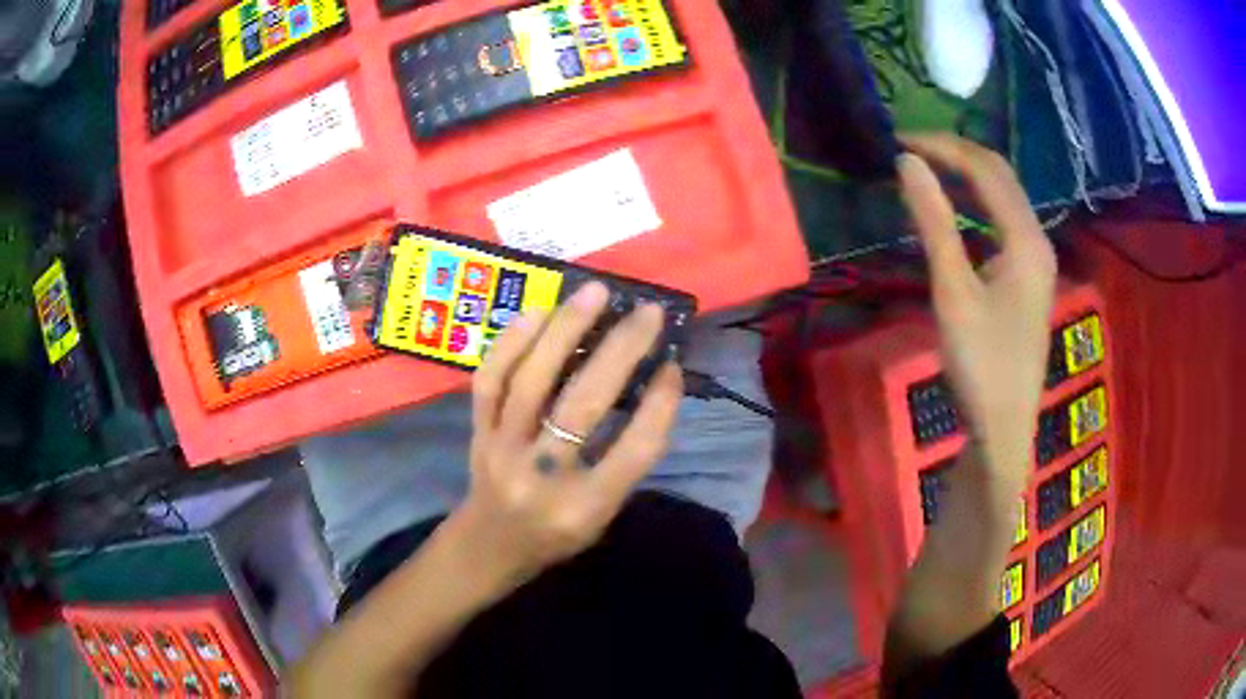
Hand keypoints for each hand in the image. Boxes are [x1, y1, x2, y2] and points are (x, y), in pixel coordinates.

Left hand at [456, 282, 683, 582]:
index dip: (660, 405)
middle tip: (647, 312)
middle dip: (620, 351)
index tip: (674, 365)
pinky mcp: (477, 430)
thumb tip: (651, 382)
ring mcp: (502, 450)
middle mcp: (541, 478)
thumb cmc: (558, 531)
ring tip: (595, 293)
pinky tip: (539, 311)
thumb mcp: (604, 512)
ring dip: (565, 329)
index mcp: (584, 508)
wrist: (489, 544)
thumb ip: (627, 457)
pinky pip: (490, 379)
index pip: (633, 451)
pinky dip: (513, 340)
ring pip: (530, 381)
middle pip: (583, 405)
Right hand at [897, 134, 1056, 492]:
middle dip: (956, 154)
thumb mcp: (953, 292)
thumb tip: (907, 163)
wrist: (1004, 428)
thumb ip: (934, 223)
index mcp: (1026, 239)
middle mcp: (1037, 239)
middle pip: (1000, 175)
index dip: (942, 147)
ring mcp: (1036, 258)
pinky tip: (955, 207)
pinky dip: (976, 202)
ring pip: (1004, 196)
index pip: (985, 169)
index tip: (899, 142)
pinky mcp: (1028, 276)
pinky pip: (1004, 220)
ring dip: (967, 175)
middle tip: (909, 150)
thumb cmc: (980, 364)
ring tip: (926, 169)